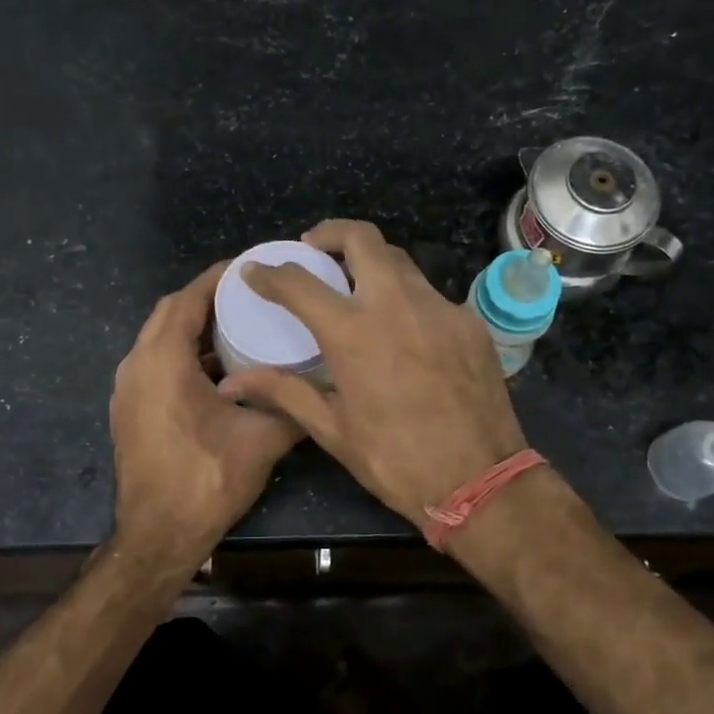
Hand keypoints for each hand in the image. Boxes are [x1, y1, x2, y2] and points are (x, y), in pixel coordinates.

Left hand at [110, 262, 301, 576]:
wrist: (157, 535)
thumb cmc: (206, 481)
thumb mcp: (262, 441)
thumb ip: (294, 407)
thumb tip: (325, 387)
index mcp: (164, 361)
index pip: (188, 299)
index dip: (217, 278)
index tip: (250, 268)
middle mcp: (137, 365)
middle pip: (169, 313)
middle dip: (205, 298)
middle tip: (248, 296)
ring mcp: (127, 389)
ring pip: (158, 339)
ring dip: (192, 328)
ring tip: (236, 326)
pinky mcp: (128, 410)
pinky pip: (153, 363)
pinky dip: (180, 354)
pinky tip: (215, 370)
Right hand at [218, 219, 528, 530]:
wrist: (480, 480)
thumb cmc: (396, 460)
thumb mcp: (333, 430)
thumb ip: (284, 392)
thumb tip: (233, 383)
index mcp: (353, 332)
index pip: (299, 283)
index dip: (270, 273)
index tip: (255, 271)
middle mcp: (396, 304)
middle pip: (362, 239)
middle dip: (331, 233)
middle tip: (315, 248)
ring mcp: (440, 307)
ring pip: (401, 262)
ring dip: (372, 262)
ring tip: (357, 285)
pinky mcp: (469, 322)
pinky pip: (431, 295)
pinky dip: (408, 299)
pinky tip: (403, 328)